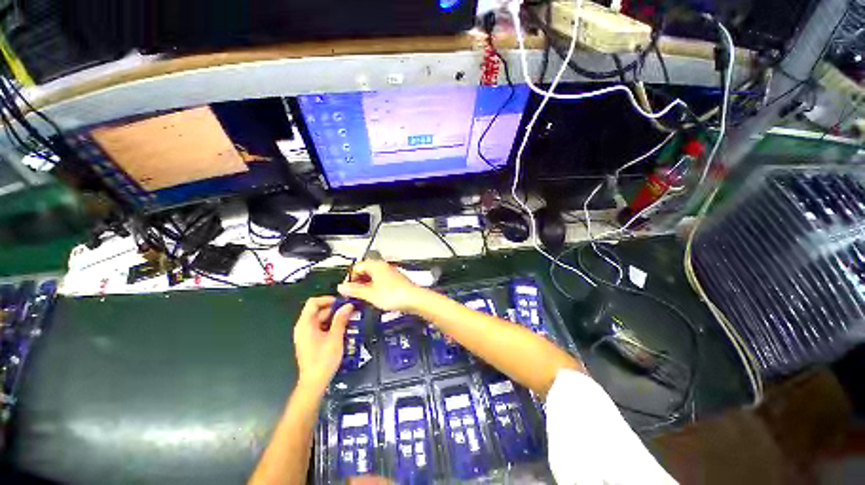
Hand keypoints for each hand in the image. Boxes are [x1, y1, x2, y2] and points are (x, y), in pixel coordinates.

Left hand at [293, 296, 353, 394]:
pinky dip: (331, 326)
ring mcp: (306, 335)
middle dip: (335, 309)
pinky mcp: (311, 341)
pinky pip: (321, 327)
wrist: (314, 382)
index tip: (342, 302)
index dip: (328, 299)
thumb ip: (341, 319)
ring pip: (321, 319)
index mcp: (305, 324)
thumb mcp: (335, 337)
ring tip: (350, 320)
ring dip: (335, 318)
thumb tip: (348, 305)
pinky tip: (344, 329)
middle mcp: (303, 327)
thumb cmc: (323, 359)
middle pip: (318, 310)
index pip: (313, 303)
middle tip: (350, 311)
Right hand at [337, 260, 421, 312]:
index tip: (345, 290)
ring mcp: (390, 272)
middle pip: (364, 271)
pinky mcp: (395, 280)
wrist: (414, 299)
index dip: (349, 278)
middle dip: (357, 282)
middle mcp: (383, 266)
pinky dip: (374, 288)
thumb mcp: (370, 294)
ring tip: (362, 298)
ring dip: (365, 286)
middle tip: (352, 295)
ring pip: (372, 276)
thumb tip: (341, 287)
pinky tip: (374, 297)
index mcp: (375, 265)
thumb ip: (354, 291)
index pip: (356, 267)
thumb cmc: (394, 295)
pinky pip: (380, 281)